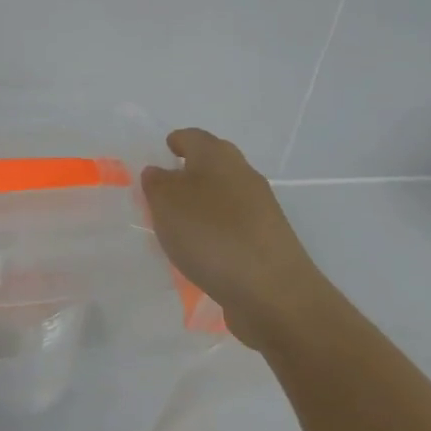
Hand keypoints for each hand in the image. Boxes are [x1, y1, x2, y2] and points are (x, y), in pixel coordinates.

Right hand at [141, 128, 333, 354]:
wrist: (273, 293)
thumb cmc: (211, 235)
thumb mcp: (166, 202)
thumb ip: (156, 182)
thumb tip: (159, 172)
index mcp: (218, 156)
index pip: (193, 137)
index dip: (174, 142)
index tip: (160, 153)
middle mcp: (243, 175)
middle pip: (212, 164)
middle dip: (187, 172)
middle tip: (160, 191)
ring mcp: (260, 210)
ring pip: (223, 196)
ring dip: (200, 205)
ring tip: (175, 226)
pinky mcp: (267, 242)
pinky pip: (232, 226)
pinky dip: (214, 231)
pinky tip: (200, 252)